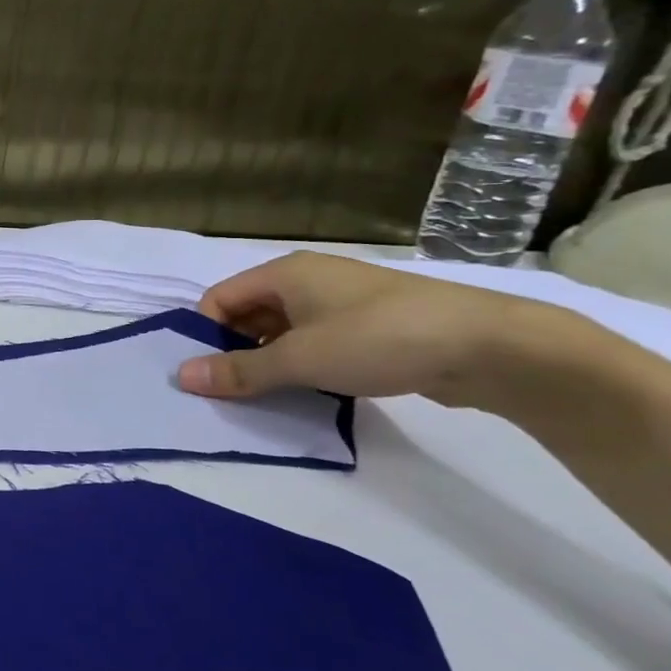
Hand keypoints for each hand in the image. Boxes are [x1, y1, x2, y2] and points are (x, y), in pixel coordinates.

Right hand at [173, 252, 574, 407]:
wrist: (488, 345)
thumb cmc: (378, 339)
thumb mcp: (300, 359)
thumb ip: (240, 370)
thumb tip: (183, 376)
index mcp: (284, 273)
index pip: (220, 298)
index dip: (206, 333)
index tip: (208, 373)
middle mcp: (308, 279)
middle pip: (249, 313)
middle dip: (235, 350)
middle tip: (232, 391)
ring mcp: (341, 302)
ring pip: (283, 330)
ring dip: (270, 361)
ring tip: (267, 397)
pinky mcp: (369, 326)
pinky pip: (316, 341)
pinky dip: (303, 364)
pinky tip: (309, 392)